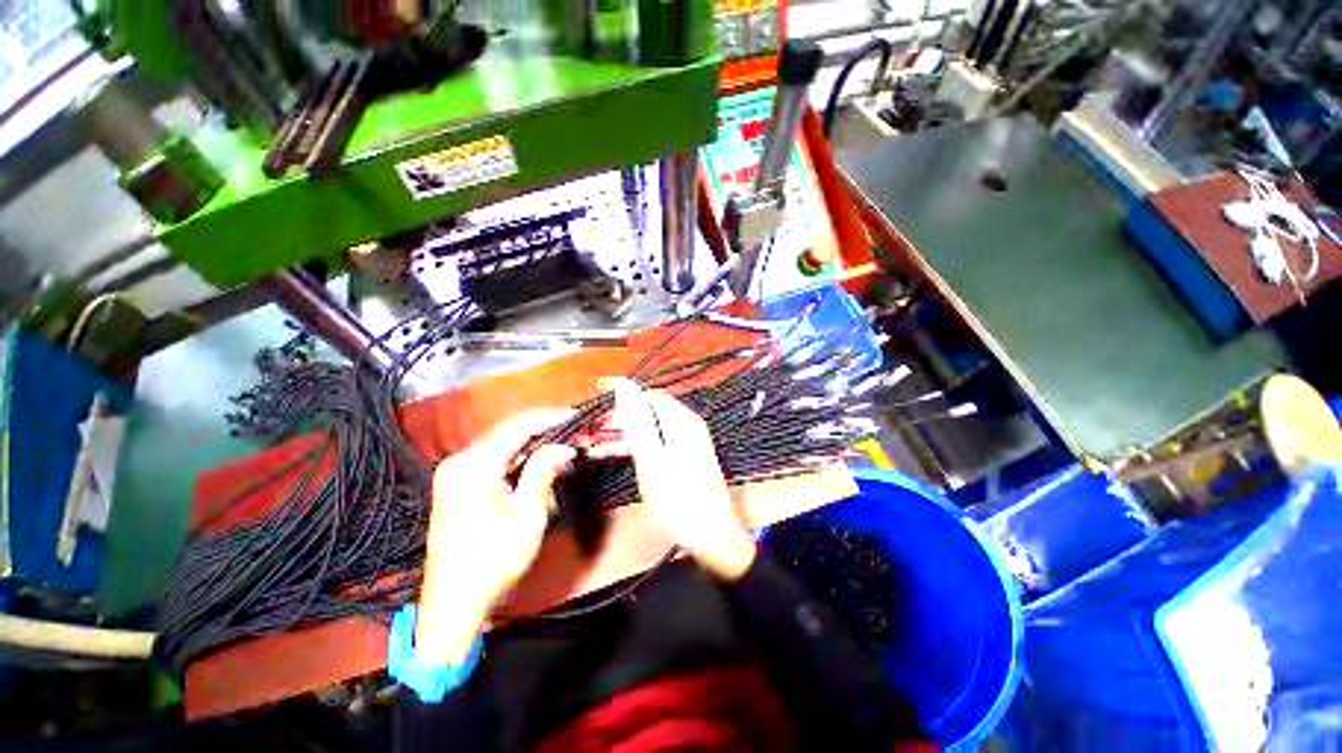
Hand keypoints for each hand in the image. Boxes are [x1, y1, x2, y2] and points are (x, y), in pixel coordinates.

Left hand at [416, 409, 575, 663]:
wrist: (453, 606)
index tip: (578, 416)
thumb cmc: (494, 561)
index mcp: (475, 465)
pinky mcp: (455, 485)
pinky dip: (518, 460)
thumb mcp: (528, 514)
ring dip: (533, 446)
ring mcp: (454, 473)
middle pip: (509, 432)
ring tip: (563, 451)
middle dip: (545, 431)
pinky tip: (538, 466)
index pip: (519, 426)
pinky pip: (493, 460)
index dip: (551, 417)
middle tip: (576, 436)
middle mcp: (460, 461)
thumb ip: (544, 471)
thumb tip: (565, 447)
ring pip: (502, 445)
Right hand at [610, 379, 756, 580]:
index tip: (597, 408)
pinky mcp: (686, 456)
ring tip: (595, 445)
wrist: (714, 536)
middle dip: (620, 418)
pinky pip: (657, 442)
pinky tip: (615, 454)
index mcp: (682, 421)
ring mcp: (688, 441)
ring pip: (650, 428)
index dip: (622, 398)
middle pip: (649, 411)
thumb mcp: (652, 461)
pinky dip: (637, 446)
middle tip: (592, 432)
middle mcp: (687, 425)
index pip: (648, 395)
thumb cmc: (679, 500)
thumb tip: (624, 386)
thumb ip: (637, 422)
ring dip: (624, 434)